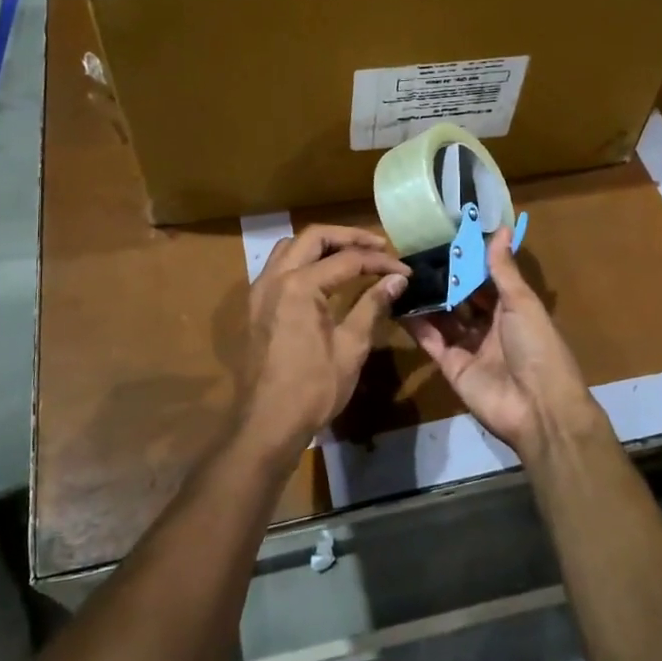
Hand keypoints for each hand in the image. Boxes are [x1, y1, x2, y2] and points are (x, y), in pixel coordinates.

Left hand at [242, 225, 408, 456]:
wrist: (267, 423)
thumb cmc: (313, 389)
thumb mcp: (351, 347)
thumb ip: (372, 305)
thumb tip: (398, 279)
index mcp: (300, 286)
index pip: (347, 259)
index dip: (380, 262)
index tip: (404, 270)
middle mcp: (275, 278)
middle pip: (313, 237)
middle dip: (348, 237)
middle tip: (378, 246)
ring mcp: (260, 290)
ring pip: (291, 246)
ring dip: (322, 245)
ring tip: (352, 255)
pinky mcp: (256, 305)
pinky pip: (279, 266)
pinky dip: (303, 260)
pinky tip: (323, 276)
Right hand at [406, 228, 603, 459]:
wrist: (538, 408)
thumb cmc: (537, 347)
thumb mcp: (522, 303)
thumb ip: (503, 269)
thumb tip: (499, 228)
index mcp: (512, 310)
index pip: (485, 280)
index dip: (468, 261)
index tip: (443, 238)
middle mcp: (490, 327)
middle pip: (462, 299)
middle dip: (443, 280)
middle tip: (415, 254)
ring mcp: (469, 348)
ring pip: (444, 318)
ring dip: (427, 299)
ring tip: (403, 274)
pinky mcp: (451, 367)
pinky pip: (431, 341)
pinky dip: (416, 325)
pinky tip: (399, 304)